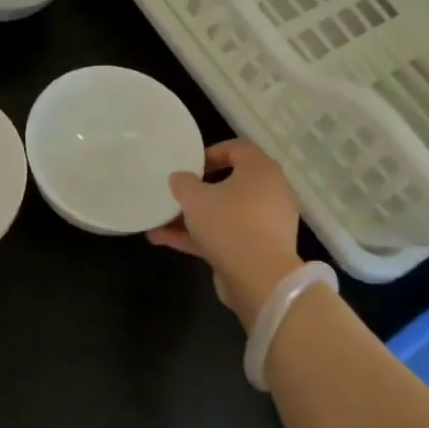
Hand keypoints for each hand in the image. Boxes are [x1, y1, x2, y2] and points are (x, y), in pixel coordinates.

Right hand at [148, 138, 303, 330]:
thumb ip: (183, 182)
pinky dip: (200, 236)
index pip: (237, 148)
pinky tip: (164, 240)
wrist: (260, 279)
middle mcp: (269, 192)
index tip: (188, 166)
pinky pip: (226, 235)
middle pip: (230, 183)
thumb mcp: (195, 198)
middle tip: (176, 194)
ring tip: (159, 222)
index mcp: (261, 170)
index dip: (210, 153)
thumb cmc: (229, 224)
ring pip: (225, 212)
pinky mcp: (258, 249)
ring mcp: (265, 223)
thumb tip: (180, 178)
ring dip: (193, 217)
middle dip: (198, 190)